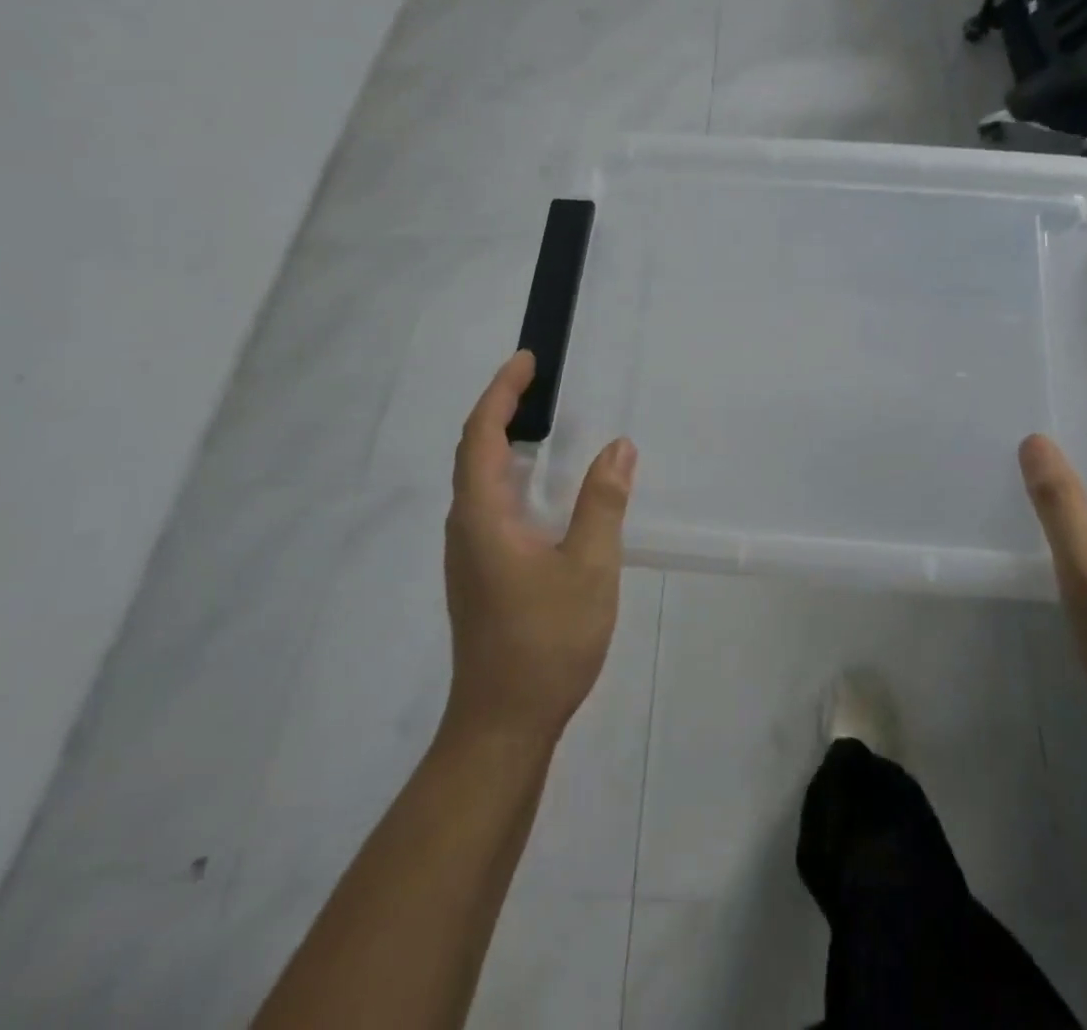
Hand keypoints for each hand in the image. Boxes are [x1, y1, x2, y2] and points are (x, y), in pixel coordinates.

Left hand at [443, 351, 637, 744]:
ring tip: (543, 422)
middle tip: (538, 382)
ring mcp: (470, 554)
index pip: (482, 436)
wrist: (502, 725)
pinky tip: (544, 488)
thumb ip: (602, 503)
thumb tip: (619, 446)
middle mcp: (466, 527)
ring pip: (480, 481)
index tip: (526, 361)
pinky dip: (513, 475)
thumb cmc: (545, 642)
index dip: (501, 393)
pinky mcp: (482, 574)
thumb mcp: (589, 567)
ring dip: (505, 442)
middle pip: (475, 452)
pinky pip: (491, 504)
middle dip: (501, 409)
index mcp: (483, 517)